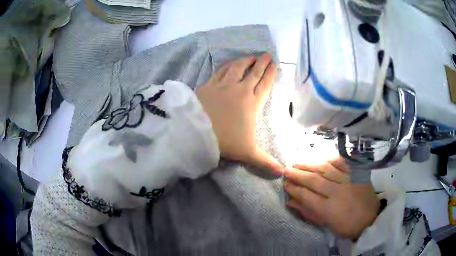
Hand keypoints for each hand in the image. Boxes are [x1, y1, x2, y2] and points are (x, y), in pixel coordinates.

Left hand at [196, 53, 282, 175]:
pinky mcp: (209, 84)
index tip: (274, 64)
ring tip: (252, 56)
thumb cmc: (225, 141)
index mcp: (252, 103)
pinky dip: (228, 65)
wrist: (197, 132)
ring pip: (238, 68)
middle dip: (261, 63)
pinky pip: (221, 70)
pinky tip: (230, 63)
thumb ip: (266, 162)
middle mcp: (240, 90)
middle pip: (254, 72)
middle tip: (267, 55)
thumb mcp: (248, 153)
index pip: (265, 84)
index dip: (270, 73)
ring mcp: (223, 85)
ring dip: (246, 61)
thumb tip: (282, 173)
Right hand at [283, 161, 379, 239]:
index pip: (306, 195)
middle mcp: (337, 192)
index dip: (294, 189)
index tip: (285, 184)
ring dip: (309, 164)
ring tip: (297, 162)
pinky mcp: (357, 173)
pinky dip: (330, 159)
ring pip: (325, 169)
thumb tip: (290, 201)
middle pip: (314, 180)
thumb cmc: (346, 225)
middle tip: (286, 170)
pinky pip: (342, 162)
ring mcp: (348, 180)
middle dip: (298, 174)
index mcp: (329, 209)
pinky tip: (321, 159)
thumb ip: (308, 212)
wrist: (370, 217)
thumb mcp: (326, 224)